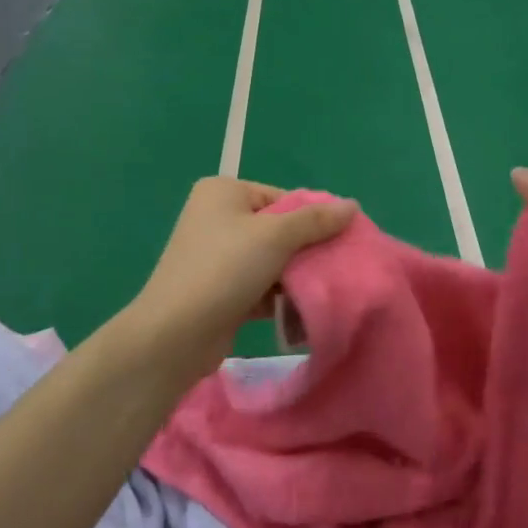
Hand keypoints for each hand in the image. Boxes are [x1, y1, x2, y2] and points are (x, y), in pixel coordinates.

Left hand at [125, 177, 355, 369]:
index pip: (283, 198)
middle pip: (279, 229)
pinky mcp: (220, 290)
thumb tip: (352, 205)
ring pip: (271, 260)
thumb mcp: (275, 237)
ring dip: (296, 277)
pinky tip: (304, 313)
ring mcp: (217, 256)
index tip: (343, 241)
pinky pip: (260, 285)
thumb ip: (316, 221)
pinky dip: (280, 297)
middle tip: (339, 267)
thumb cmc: (224, 269)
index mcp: (224, 192)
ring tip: (325, 292)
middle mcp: (217, 218)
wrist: (175, 335)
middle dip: (307, 250)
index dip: (314, 218)